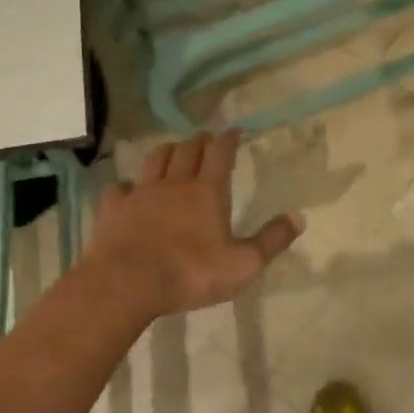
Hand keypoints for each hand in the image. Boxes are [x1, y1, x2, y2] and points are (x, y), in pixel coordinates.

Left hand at [86, 129, 302, 317]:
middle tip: (206, 138)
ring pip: (155, 159)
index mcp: (207, 192)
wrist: (126, 283)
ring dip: (167, 150)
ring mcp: (141, 193)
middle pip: (187, 150)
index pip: (220, 153)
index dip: (228, 139)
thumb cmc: (191, 273)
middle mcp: (174, 183)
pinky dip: (127, 185)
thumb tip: (299, 216)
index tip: (234, 129)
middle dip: (199, 141)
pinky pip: (120, 188)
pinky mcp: (114, 208)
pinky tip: (128, 189)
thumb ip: (272, 240)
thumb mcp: (243, 264)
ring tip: (173, 149)